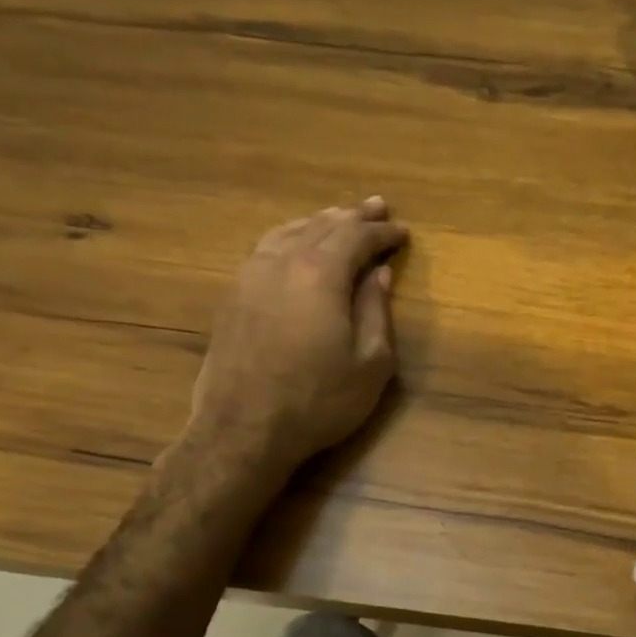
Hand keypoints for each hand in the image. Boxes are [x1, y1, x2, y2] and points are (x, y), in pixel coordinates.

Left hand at [185, 197, 407, 471]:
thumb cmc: (318, 401)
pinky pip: (266, 248)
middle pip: (322, 226)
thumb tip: (379, 274)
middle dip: (353, 216)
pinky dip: (290, 236)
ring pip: (288, 231)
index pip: (356, 237)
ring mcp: (251, 275)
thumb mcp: (370, 364)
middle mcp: (282, 262)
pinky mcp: (233, 295)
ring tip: (338, 217)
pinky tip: (294, 243)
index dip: (383, 232)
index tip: (403, 232)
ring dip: (319, 222)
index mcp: (320, 274)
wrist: (244, 429)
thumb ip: (376, 312)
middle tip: (376, 207)